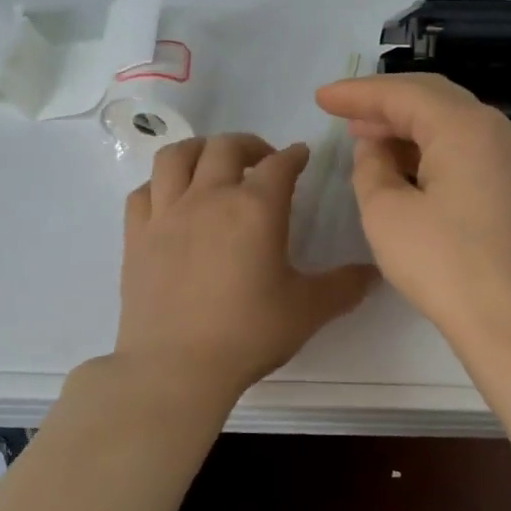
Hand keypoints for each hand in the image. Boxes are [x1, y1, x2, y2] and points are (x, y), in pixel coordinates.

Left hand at [117, 134, 377, 397]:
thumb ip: (344, 287)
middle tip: (262, 160)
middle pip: (226, 147)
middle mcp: (209, 198)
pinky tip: (171, 199)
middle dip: (249, 144)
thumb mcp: (308, 311)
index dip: (295, 156)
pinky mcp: (136, 236)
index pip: (280, 165)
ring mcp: (166, 214)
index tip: (301, 157)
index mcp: (256, 209)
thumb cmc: (248, 334)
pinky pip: (144, 191)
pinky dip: (160, 184)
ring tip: (212, 164)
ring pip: (176, 156)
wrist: (176, 367)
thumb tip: (373, 273)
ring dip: (199, 150)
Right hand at [315, 74, 510, 349]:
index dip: (358, 93)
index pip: (404, 93)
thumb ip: (371, 168)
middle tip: (343, 115)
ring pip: (451, 124)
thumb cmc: (444, 265)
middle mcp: (496, 130)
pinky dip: (431, 149)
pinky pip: (467, 148)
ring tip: (367, 139)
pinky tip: (405, 167)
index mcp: (465, 127)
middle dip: (384, 104)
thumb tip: (376, 147)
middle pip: (433, 99)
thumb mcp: (387, 214)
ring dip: (408, 127)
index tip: (322, 97)